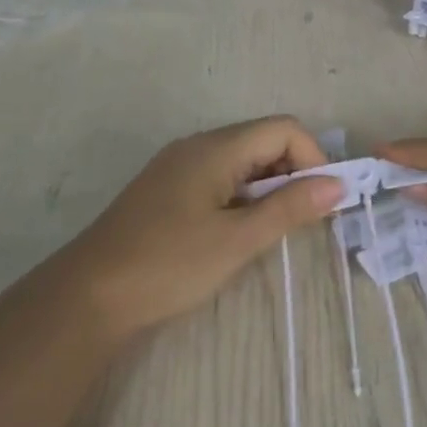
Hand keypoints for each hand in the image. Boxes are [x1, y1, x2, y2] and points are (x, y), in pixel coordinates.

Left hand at [49, 116, 343, 340]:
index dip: (312, 158)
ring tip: (271, 230)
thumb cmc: (169, 264)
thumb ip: (290, 208)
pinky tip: (238, 231)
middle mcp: (198, 146)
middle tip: (301, 220)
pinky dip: (243, 196)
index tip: (321, 203)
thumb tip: (338, 185)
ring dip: (269, 187)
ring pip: (242, 161)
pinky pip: (220, 177)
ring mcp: (179, 166)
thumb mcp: (238, 240)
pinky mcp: (168, 188)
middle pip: (264, 140)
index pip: (284, 129)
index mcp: (215, 148)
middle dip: (293, 173)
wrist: (89, 296)